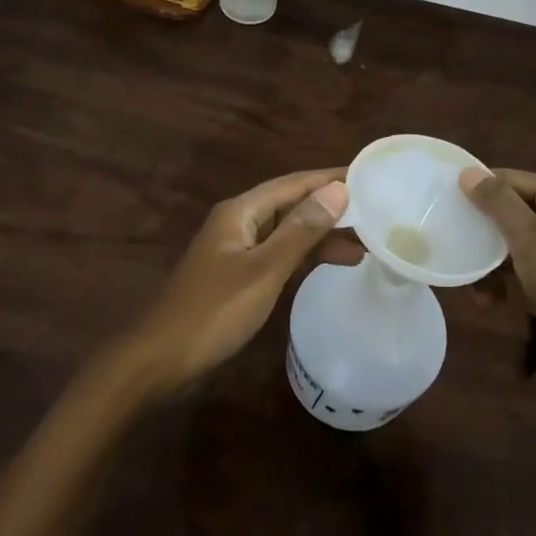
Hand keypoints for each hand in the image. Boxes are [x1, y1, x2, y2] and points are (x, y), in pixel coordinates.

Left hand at [121, 169, 358, 395]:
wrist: (161, 359)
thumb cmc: (214, 311)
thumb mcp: (264, 270)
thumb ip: (301, 231)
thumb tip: (337, 189)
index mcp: (240, 212)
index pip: (294, 184)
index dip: (329, 179)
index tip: (367, 176)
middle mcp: (239, 222)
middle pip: (291, 205)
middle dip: (330, 208)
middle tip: (374, 214)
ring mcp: (237, 249)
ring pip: (287, 232)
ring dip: (321, 235)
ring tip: (364, 246)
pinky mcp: (238, 275)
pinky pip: (279, 254)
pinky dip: (304, 256)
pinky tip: (329, 264)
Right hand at [461, 168, 535, 384]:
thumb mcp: (530, 240)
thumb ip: (498, 203)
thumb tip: (468, 172)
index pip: (515, 180)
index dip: (482, 186)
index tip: (444, 198)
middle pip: (514, 211)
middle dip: (483, 228)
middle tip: (449, 236)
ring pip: (515, 244)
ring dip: (489, 260)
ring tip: (467, 279)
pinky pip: (523, 272)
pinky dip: (504, 281)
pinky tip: (488, 300)